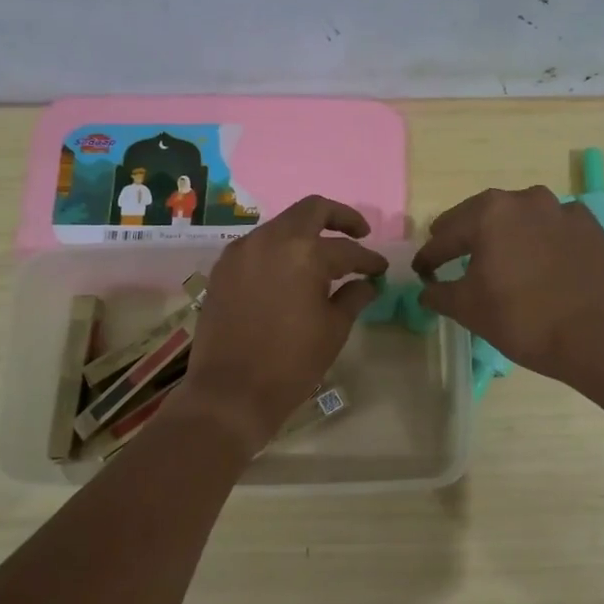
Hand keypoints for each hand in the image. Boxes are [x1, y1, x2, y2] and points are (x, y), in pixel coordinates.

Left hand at [182, 196, 386, 450]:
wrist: (231, 392)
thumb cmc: (291, 363)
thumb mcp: (333, 330)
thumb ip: (352, 297)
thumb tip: (366, 283)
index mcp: (304, 253)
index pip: (347, 249)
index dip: (368, 259)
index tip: (381, 270)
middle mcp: (270, 240)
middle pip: (311, 210)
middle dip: (339, 218)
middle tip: (359, 233)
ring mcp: (242, 251)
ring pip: (281, 225)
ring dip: (305, 233)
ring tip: (323, 257)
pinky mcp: (223, 268)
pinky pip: (257, 246)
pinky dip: (279, 250)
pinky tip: (289, 271)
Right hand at [412, 186, 603, 379]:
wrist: (592, 337)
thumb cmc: (521, 320)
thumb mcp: (467, 309)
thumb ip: (438, 293)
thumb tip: (426, 289)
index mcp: (488, 214)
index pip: (445, 236)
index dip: (429, 256)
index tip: (422, 271)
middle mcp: (524, 199)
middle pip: (482, 216)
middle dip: (464, 236)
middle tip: (451, 255)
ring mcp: (561, 209)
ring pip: (520, 216)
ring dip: (505, 232)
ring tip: (499, 255)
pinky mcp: (589, 226)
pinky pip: (554, 227)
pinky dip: (542, 238)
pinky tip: (540, 259)